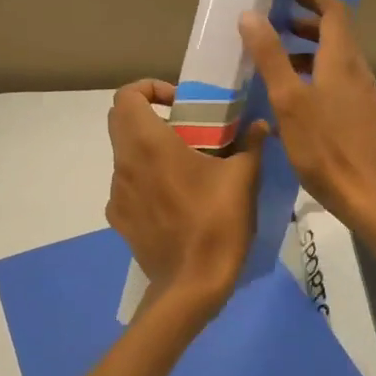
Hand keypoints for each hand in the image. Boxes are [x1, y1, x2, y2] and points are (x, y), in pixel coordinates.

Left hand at [105, 80, 268, 321]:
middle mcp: (124, 163)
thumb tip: (260, 125)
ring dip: (148, 148)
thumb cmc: (216, 223)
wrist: (191, 286)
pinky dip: (145, 179)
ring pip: (124, 154)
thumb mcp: (242, 178)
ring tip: (185, 166)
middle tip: (185, 127)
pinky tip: (173, 199)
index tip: (180, 103)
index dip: (150, 89)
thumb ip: (250, 144)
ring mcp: (116, 193)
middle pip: (120, 120)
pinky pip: (127, 185)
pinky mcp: (118, 218)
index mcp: (148, 143)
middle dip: (149, 114)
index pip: (126, 95)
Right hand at [238, 0, 375, 232]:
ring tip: (276, 62)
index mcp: (341, 60)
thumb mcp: (288, 100)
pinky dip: (315, 75)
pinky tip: (293, 99)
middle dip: (305, 25)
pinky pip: (338, 82)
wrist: (366, 194)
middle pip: (335, 35)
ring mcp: (362, 95)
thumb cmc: (324, 146)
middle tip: (273, 26)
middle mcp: (357, 71)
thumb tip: (251, 15)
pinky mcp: (361, 116)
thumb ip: (270, 56)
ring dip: (308, 52)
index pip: (335, 12)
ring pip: (336, 60)